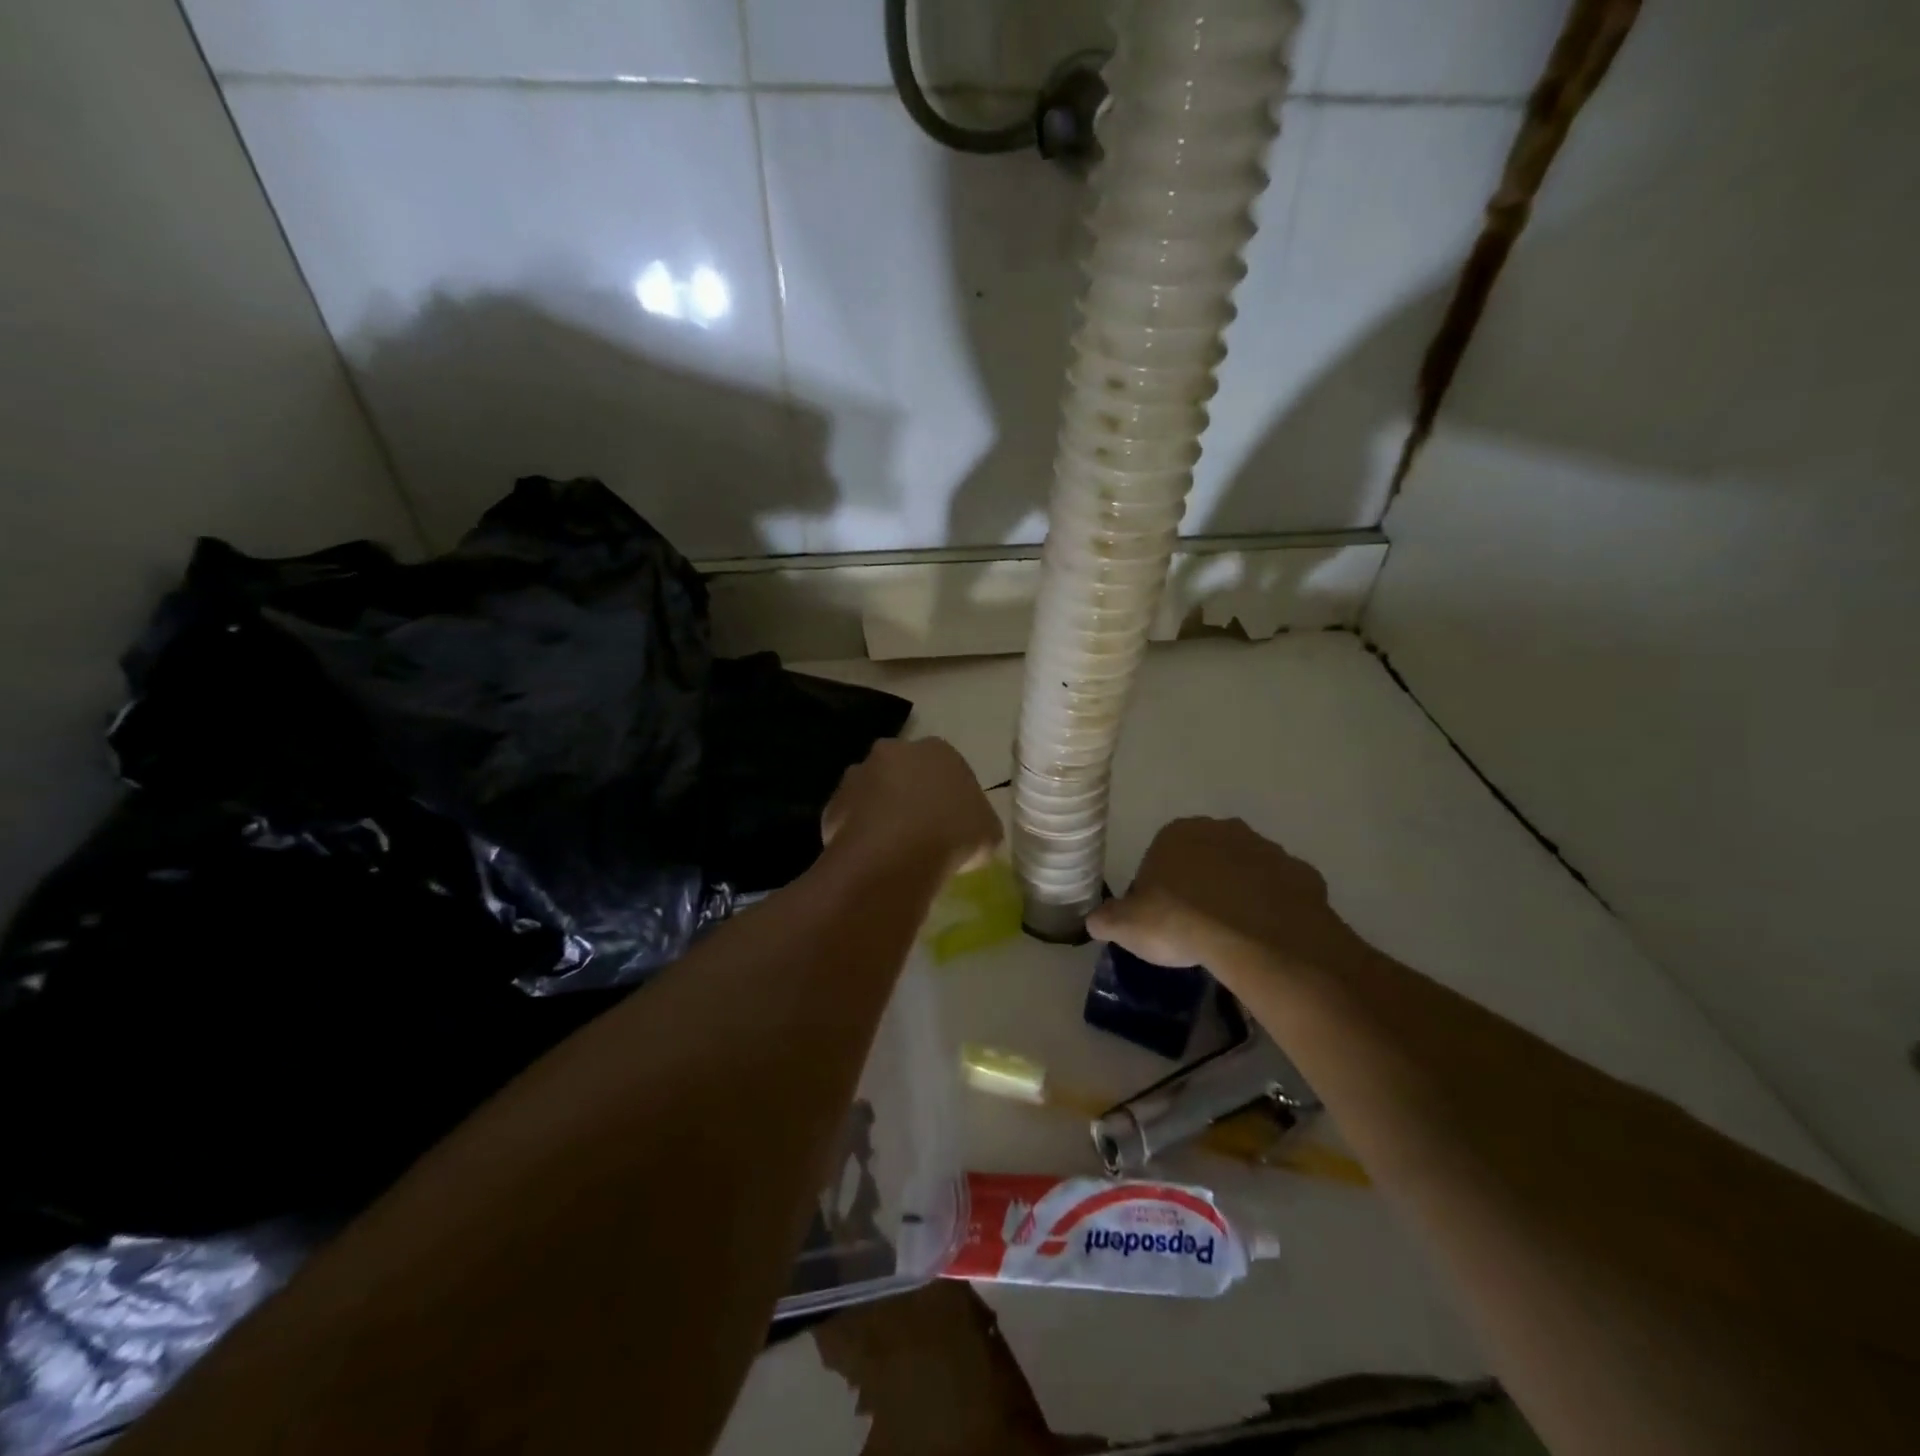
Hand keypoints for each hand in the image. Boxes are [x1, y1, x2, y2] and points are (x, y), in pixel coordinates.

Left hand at [822, 737, 1002, 877]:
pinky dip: (857, 835)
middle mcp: (894, 751)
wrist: (895, 855)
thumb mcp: (988, 832)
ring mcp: (858, 775)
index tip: (952, 823)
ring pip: (872, 792)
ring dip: (879, 812)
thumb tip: (969, 829)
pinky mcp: (832, 804)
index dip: (949, 796)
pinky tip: (870, 859)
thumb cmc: (953, 834)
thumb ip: (978, 822)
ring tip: (892, 849)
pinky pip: (849, 819)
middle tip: (920, 832)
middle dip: (909, 795)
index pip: (946, 767)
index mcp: (938, 750)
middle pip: (903, 772)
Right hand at [1088, 817, 1364, 976]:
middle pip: (1204, 859)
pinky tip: (1264, 939)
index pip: (1159, 858)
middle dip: (1199, 886)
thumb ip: (1107, 919)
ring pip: (1245, 873)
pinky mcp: (1301, 875)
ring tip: (1232, 938)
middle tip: (1195, 928)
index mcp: (1177, 833)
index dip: (1157, 891)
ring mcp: (1266, 849)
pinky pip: (1279, 893)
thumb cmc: (1180, 921)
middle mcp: (1222, 829)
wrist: (1256, 938)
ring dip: (1237, 895)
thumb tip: (1095, 921)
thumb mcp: (1127, 926)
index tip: (1160, 921)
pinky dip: (1272, 910)